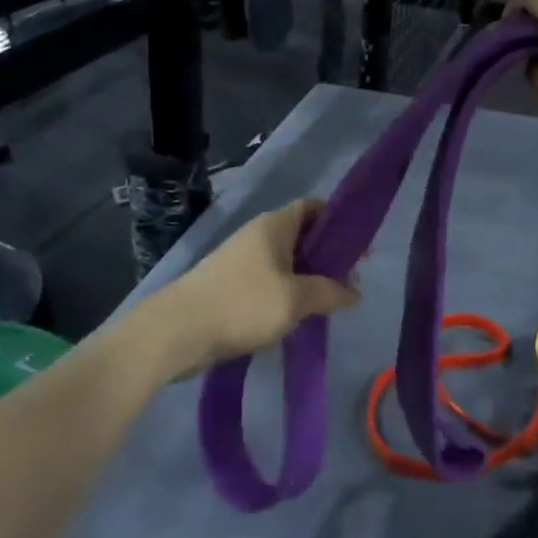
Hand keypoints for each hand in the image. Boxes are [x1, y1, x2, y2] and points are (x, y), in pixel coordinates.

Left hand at [160, 199, 359, 368]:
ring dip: (308, 276)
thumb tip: (354, 291)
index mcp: (275, 225)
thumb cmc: (243, 303)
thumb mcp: (296, 298)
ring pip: (286, 260)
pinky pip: (270, 279)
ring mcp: (241, 259)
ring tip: (329, 301)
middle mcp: (258, 234)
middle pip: (302, 234)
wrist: (178, 331)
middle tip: (350, 279)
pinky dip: (288, 291)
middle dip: (327, 254)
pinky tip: (297, 314)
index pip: (313, 206)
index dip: (338, 220)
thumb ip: (330, 292)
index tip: (359, 245)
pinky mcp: (230, 284)